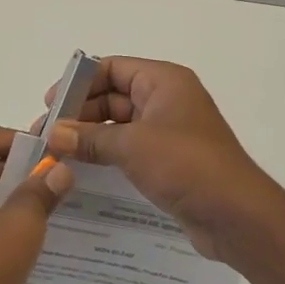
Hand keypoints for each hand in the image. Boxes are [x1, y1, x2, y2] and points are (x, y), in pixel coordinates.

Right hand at [42, 57, 284, 262]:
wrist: (236, 215)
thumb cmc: (185, 165)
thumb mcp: (131, 146)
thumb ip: (88, 138)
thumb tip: (52, 135)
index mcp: (163, 81)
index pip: (112, 68)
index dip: (79, 83)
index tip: (51, 105)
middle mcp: (166, 99)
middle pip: (112, 95)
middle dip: (79, 113)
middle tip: (47, 135)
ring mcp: (168, 130)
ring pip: (118, 124)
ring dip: (89, 136)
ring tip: (57, 154)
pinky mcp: (169, 159)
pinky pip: (129, 147)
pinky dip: (106, 153)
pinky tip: (81, 168)